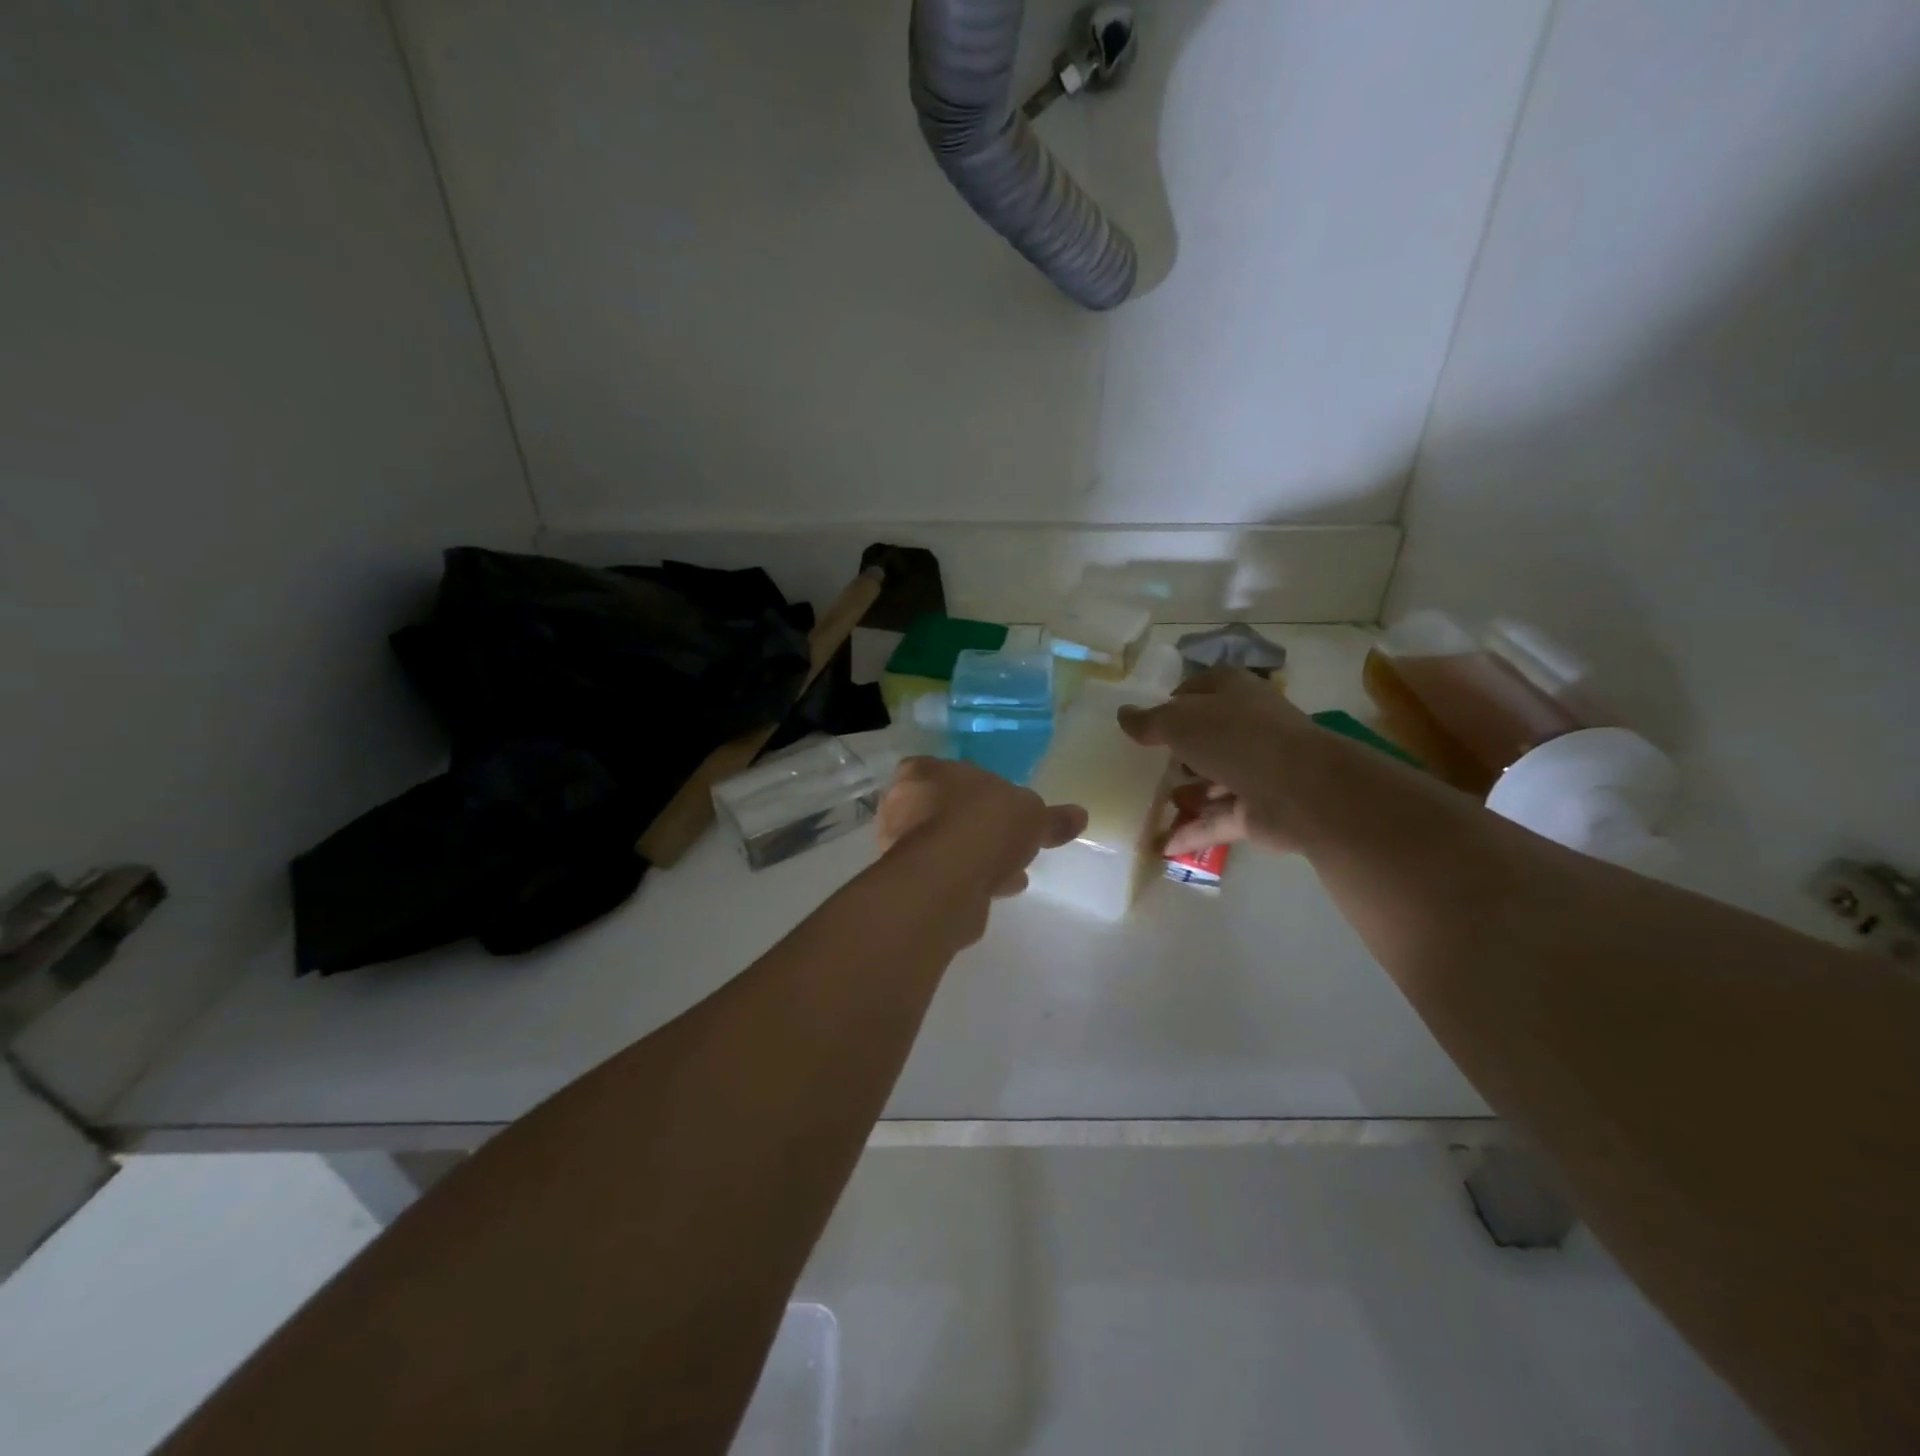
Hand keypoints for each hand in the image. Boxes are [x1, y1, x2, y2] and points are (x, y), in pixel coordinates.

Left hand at [878, 758, 1086, 898]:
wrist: (948, 879)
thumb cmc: (984, 824)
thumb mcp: (1032, 813)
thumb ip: (1051, 817)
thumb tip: (1078, 816)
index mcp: (922, 771)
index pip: (942, 770)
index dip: (972, 786)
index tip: (998, 805)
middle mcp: (901, 804)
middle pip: (944, 811)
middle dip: (976, 826)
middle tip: (1007, 840)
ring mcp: (900, 846)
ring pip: (945, 846)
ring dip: (975, 856)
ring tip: (1011, 872)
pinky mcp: (909, 883)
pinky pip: (946, 876)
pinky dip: (970, 880)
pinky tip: (999, 889)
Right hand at [1117, 668, 1314, 854]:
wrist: (1301, 789)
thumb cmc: (1236, 739)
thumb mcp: (1180, 722)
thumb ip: (1149, 721)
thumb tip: (1123, 715)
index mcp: (1232, 693)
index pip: (1196, 691)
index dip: (1171, 703)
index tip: (1144, 724)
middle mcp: (1246, 728)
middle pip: (1206, 738)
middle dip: (1177, 753)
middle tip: (1142, 767)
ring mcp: (1255, 771)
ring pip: (1213, 781)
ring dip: (1185, 795)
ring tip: (1147, 808)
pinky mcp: (1258, 810)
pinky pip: (1217, 820)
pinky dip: (1192, 832)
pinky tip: (1160, 847)